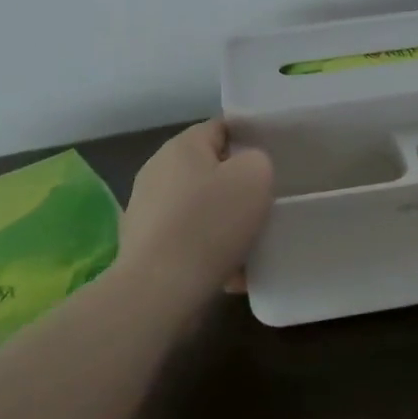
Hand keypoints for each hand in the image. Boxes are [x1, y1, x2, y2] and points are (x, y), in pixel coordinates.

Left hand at [122, 119, 273, 289]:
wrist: (160, 291)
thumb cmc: (210, 224)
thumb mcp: (255, 176)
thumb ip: (258, 160)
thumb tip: (246, 169)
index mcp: (181, 146)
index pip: (222, 128)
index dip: (250, 139)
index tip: (272, 161)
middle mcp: (157, 171)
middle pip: (210, 169)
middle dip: (236, 186)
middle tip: (265, 203)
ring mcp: (147, 210)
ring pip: (200, 208)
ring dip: (224, 223)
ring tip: (251, 245)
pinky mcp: (144, 246)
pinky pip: (188, 240)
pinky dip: (208, 252)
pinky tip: (232, 273)